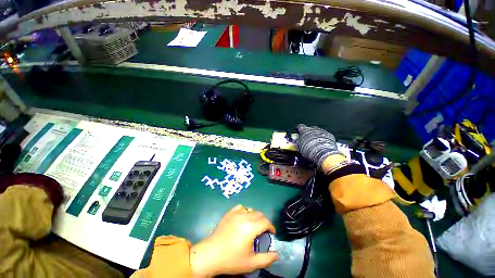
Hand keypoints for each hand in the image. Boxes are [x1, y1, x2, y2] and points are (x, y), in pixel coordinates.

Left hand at [190, 205, 278, 276]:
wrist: (211, 254)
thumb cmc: (231, 259)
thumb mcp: (251, 263)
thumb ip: (266, 259)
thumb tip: (277, 254)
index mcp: (251, 227)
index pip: (266, 222)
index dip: (271, 227)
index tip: (271, 233)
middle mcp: (245, 216)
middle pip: (259, 214)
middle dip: (264, 221)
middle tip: (263, 231)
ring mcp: (236, 213)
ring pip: (251, 209)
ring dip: (255, 216)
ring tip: (253, 225)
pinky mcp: (229, 213)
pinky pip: (241, 207)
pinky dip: (245, 211)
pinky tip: (243, 218)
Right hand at [296, 124, 344, 168]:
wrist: (323, 153)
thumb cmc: (308, 150)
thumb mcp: (299, 147)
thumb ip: (297, 141)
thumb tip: (296, 139)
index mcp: (304, 130)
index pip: (299, 126)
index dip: (298, 130)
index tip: (298, 133)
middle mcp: (313, 129)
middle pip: (309, 128)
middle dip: (308, 133)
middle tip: (306, 139)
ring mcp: (322, 131)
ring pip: (318, 131)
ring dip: (316, 135)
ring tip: (315, 143)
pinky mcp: (329, 135)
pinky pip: (325, 135)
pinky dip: (323, 139)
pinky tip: (322, 145)